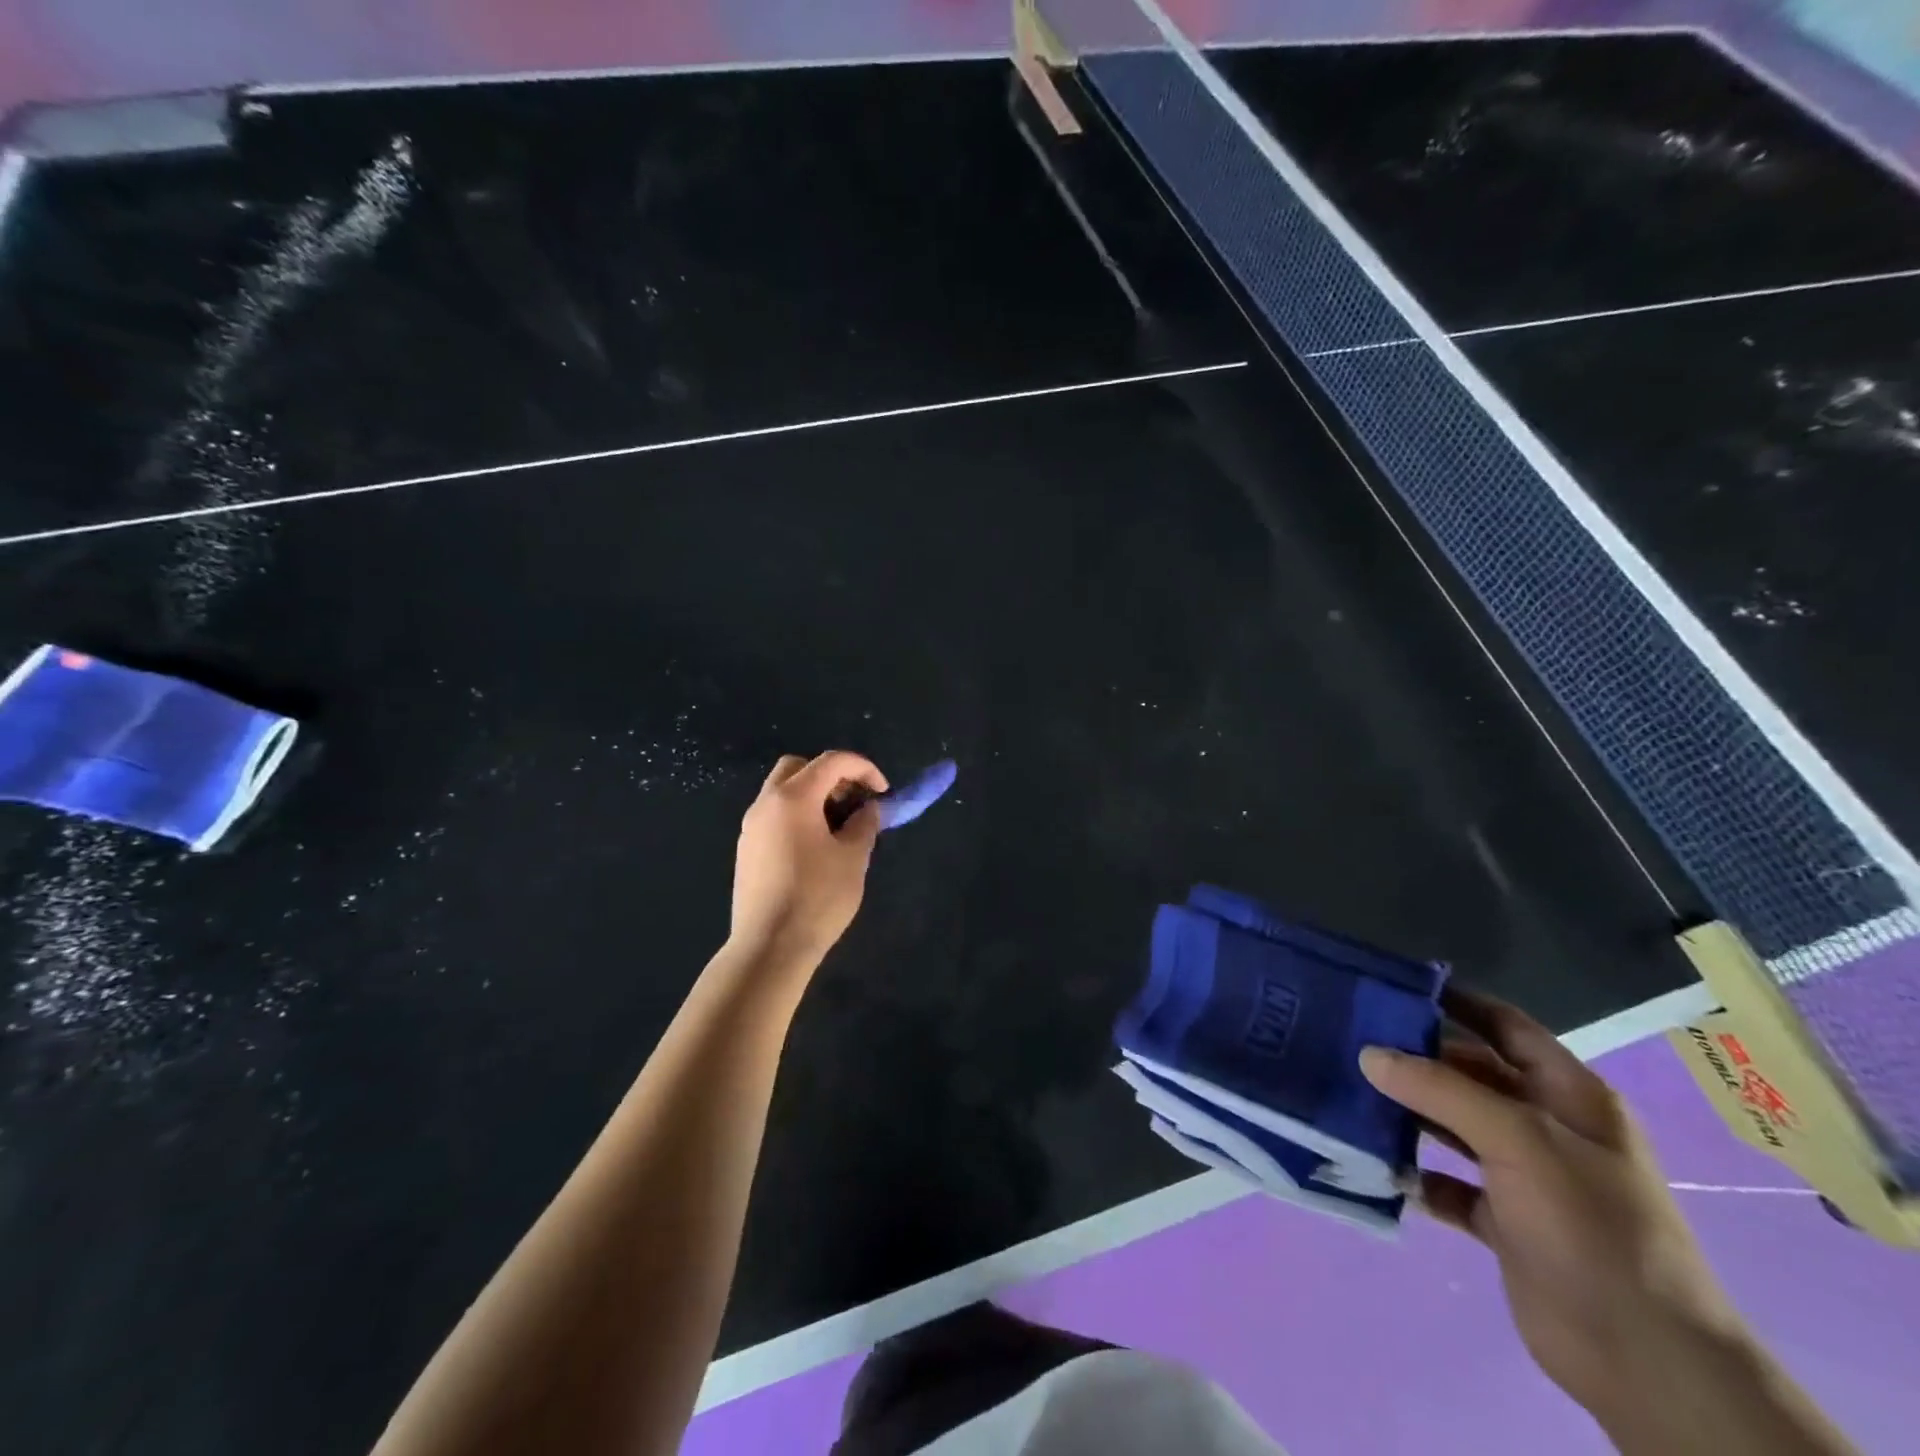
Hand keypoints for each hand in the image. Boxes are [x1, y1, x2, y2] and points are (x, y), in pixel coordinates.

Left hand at [729, 751, 887, 963]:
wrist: (769, 947)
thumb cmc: (817, 898)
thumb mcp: (853, 858)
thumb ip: (864, 824)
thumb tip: (869, 808)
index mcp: (793, 798)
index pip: (831, 762)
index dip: (863, 768)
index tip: (883, 791)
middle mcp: (766, 803)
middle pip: (799, 767)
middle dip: (832, 775)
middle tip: (854, 801)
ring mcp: (751, 827)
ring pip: (783, 791)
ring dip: (814, 795)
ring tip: (840, 826)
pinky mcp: (747, 850)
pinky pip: (774, 815)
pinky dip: (798, 815)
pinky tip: (816, 847)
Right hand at [1360, 988, 1742, 1419]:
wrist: (1645, 1359)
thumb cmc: (1590, 1226)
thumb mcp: (1518, 1140)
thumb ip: (1440, 1089)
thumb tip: (1369, 1053)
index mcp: (1569, 1095)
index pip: (1505, 1026)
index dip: (1455, 1001)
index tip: (1391, 987)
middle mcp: (1547, 1127)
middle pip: (1470, 1073)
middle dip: (1415, 1057)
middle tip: (1349, 1040)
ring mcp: (1526, 1176)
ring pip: (1453, 1126)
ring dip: (1408, 1113)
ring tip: (1349, 1094)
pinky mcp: (1505, 1221)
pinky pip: (1448, 1183)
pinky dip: (1416, 1174)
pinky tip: (1379, 1166)